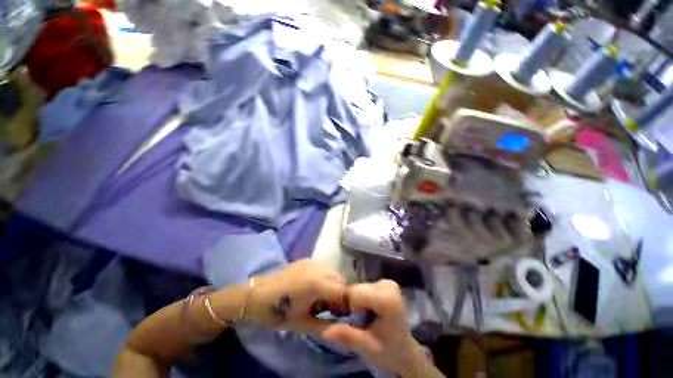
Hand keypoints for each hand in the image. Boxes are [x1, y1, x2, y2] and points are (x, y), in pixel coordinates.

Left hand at [244, 260, 346, 334]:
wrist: (255, 296)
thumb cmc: (278, 312)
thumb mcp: (303, 324)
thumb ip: (326, 325)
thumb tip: (343, 326)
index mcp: (318, 283)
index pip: (344, 292)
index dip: (347, 304)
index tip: (344, 315)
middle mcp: (318, 268)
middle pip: (340, 279)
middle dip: (340, 294)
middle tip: (331, 308)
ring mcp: (312, 261)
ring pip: (333, 271)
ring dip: (333, 284)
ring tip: (322, 297)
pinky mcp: (306, 259)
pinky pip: (323, 267)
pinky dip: (325, 276)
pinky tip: (314, 287)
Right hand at [321, 280, 431, 376]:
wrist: (405, 350)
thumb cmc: (388, 351)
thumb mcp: (367, 347)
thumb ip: (348, 336)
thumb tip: (325, 331)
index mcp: (388, 299)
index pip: (356, 293)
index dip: (352, 308)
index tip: (359, 323)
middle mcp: (388, 285)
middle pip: (357, 288)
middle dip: (354, 305)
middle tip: (363, 322)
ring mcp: (387, 282)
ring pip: (358, 286)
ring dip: (357, 302)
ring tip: (367, 317)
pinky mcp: (385, 282)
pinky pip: (364, 286)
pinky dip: (362, 298)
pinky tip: (370, 310)